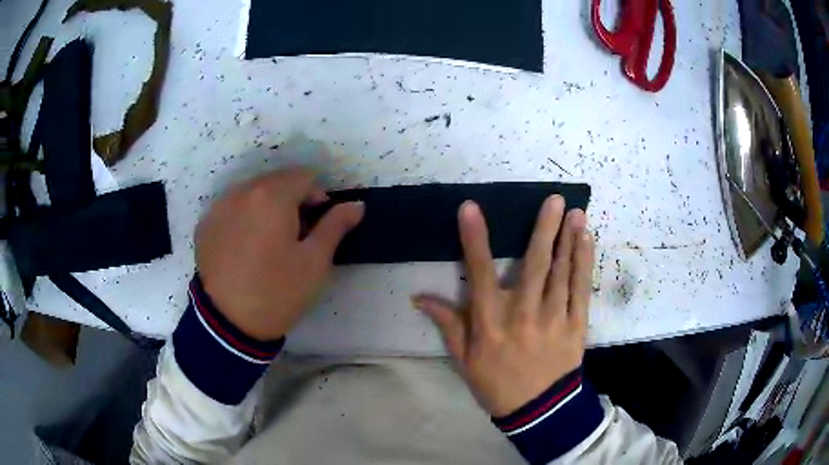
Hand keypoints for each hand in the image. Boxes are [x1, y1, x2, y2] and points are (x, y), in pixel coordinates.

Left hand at [195, 168, 363, 340]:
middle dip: (291, 200)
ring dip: (266, 207)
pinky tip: (245, 248)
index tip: (318, 225)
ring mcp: (219, 207)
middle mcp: (242, 192)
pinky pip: (231, 208)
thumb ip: (335, 226)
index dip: (318, 197)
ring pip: (252, 193)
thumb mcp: (315, 262)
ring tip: (268, 241)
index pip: (304, 176)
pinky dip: (244, 217)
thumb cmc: (277, 292)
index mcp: (272, 196)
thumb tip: (356, 204)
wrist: (228, 324)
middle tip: (295, 235)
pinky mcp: (205, 225)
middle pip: (276, 181)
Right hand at [413, 197, 593, 416]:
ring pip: (562, 272)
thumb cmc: (496, 383)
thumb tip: (419, 298)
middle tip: (554, 199)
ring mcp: (554, 318)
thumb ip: (447, 324)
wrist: (539, 410)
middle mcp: (523, 314)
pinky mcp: (576, 325)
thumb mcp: (464, 359)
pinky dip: (584, 263)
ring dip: (568, 239)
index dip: (473, 239)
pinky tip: (586, 240)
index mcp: (491, 322)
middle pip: (535, 264)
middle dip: (544, 228)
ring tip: (575, 211)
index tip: (470, 208)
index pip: (479, 273)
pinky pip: (581, 289)